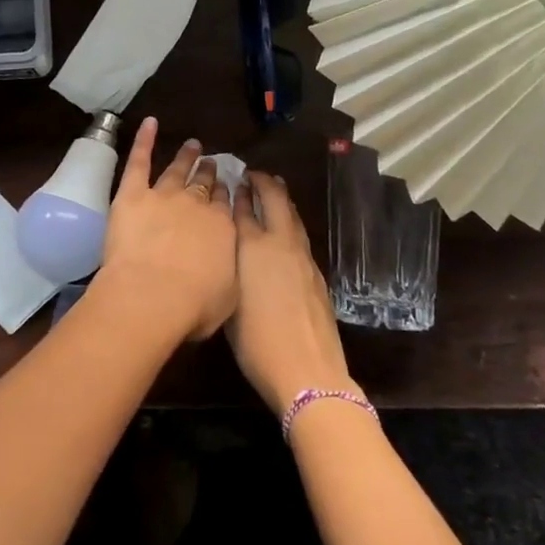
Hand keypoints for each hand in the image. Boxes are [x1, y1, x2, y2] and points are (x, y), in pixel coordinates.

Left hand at [97, 117, 237, 340]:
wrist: (152, 295)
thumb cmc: (193, 305)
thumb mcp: (227, 294)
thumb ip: (227, 271)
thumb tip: (224, 263)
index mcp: (222, 228)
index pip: (225, 205)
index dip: (224, 194)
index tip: (225, 187)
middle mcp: (196, 205)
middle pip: (204, 185)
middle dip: (209, 173)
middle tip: (211, 162)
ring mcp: (164, 195)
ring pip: (177, 170)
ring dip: (185, 157)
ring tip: (192, 145)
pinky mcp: (132, 194)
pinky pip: (139, 160)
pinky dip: (143, 140)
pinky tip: (149, 123)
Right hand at [227, 171, 354, 414]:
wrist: (307, 370)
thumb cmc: (256, 342)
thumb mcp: (229, 303)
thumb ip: (228, 269)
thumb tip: (228, 252)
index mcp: (252, 249)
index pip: (242, 210)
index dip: (237, 193)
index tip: (233, 179)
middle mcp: (279, 245)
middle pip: (275, 201)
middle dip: (265, 183)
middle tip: (255, 174)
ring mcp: (303, 259)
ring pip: (293, 217)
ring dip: (283, 200)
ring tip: (274, 188)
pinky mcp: (317, 275)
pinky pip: (301, 236)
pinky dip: (291, 223)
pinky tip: (287, 230)